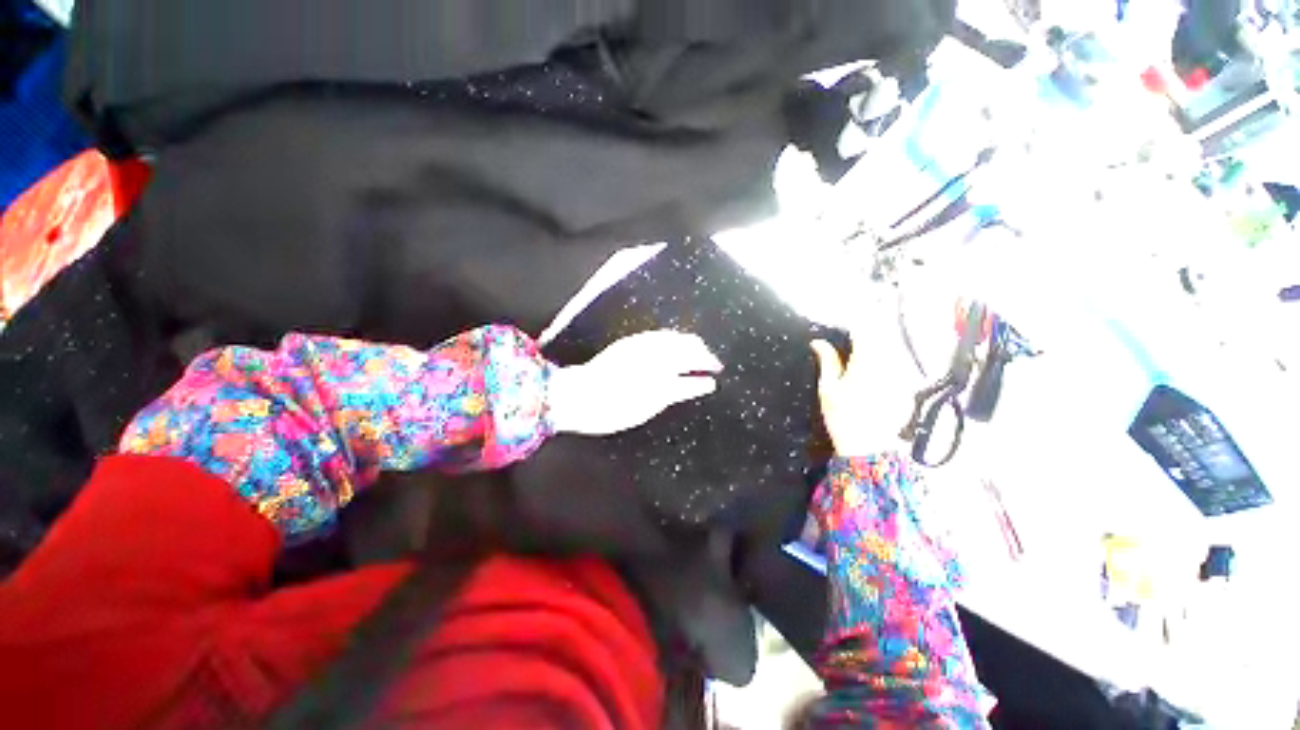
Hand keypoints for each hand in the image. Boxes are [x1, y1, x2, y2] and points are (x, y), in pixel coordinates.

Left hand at [548, 330, 722, 435]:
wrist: (578, 396)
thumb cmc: (612, 410)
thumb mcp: (647, 407)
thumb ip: (676, 391)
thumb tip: (700, 382)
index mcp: (660, 377)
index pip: (691, 369)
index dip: (705, 374)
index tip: (714, 378)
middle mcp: (654, 358)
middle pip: (687, 349)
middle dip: (704, 355)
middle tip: (713, 363)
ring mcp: (642, 347)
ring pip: (675, 339)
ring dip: (691, 343)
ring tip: (700, 349)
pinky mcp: (631, 343)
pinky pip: (659, 335)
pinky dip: (673, 338)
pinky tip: (676, 341)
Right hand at [811, 302, 921, 456]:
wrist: (870, 449)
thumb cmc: (843, 418)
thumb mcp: (828, 389)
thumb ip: (827, 361)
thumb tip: (818, 341)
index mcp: (867, 362)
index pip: (866, 328)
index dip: (859, 313)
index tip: (853, 304)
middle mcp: (890, 364)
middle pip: (884, 332)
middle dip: (874, 319)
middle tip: (864, 307)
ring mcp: (903, 375)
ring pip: (894, 345)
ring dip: (883, 335)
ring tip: (870, 328)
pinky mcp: (909, 385)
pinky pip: (900, 361)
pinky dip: (890, 353)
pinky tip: (880, 356)